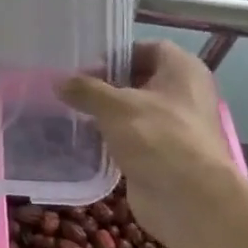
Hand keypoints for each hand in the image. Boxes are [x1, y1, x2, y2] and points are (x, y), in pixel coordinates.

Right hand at [58, 42, 232, 247]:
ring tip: (73, 113)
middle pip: (140, 79)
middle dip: (108, 84)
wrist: (189, 199)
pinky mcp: (164, 154)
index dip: (117, 55)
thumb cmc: (157, 137)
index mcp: (182, 70)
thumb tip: (58, 81)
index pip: (148, 48)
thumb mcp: (114, 106)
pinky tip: (87, 140)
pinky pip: (135, 137)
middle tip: (74, 90)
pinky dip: (114, 137)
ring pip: (136, 110)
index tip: (87, 68)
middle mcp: (184, 94)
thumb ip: (85, 90)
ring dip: (108, 113)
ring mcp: (176, 126)